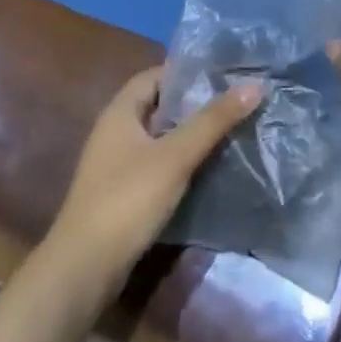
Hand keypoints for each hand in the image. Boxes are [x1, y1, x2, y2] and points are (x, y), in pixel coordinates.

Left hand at [44, 66, 261, 295]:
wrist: (84, 270)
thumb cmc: (127, 200)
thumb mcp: (176, 156)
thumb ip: (214, 120)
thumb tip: (256, 84)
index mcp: (120, 113)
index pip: (156, 75)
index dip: (188, 71)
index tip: (224, 73)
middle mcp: (115, 132)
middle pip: (160, 106)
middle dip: (196, 103)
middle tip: (237, 99)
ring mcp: (117, 164)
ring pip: (161, 136)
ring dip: (191, 133)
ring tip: (232, 129)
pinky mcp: (124, 193)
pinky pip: (158, 163)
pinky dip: (182, 160)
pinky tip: (210, 166)